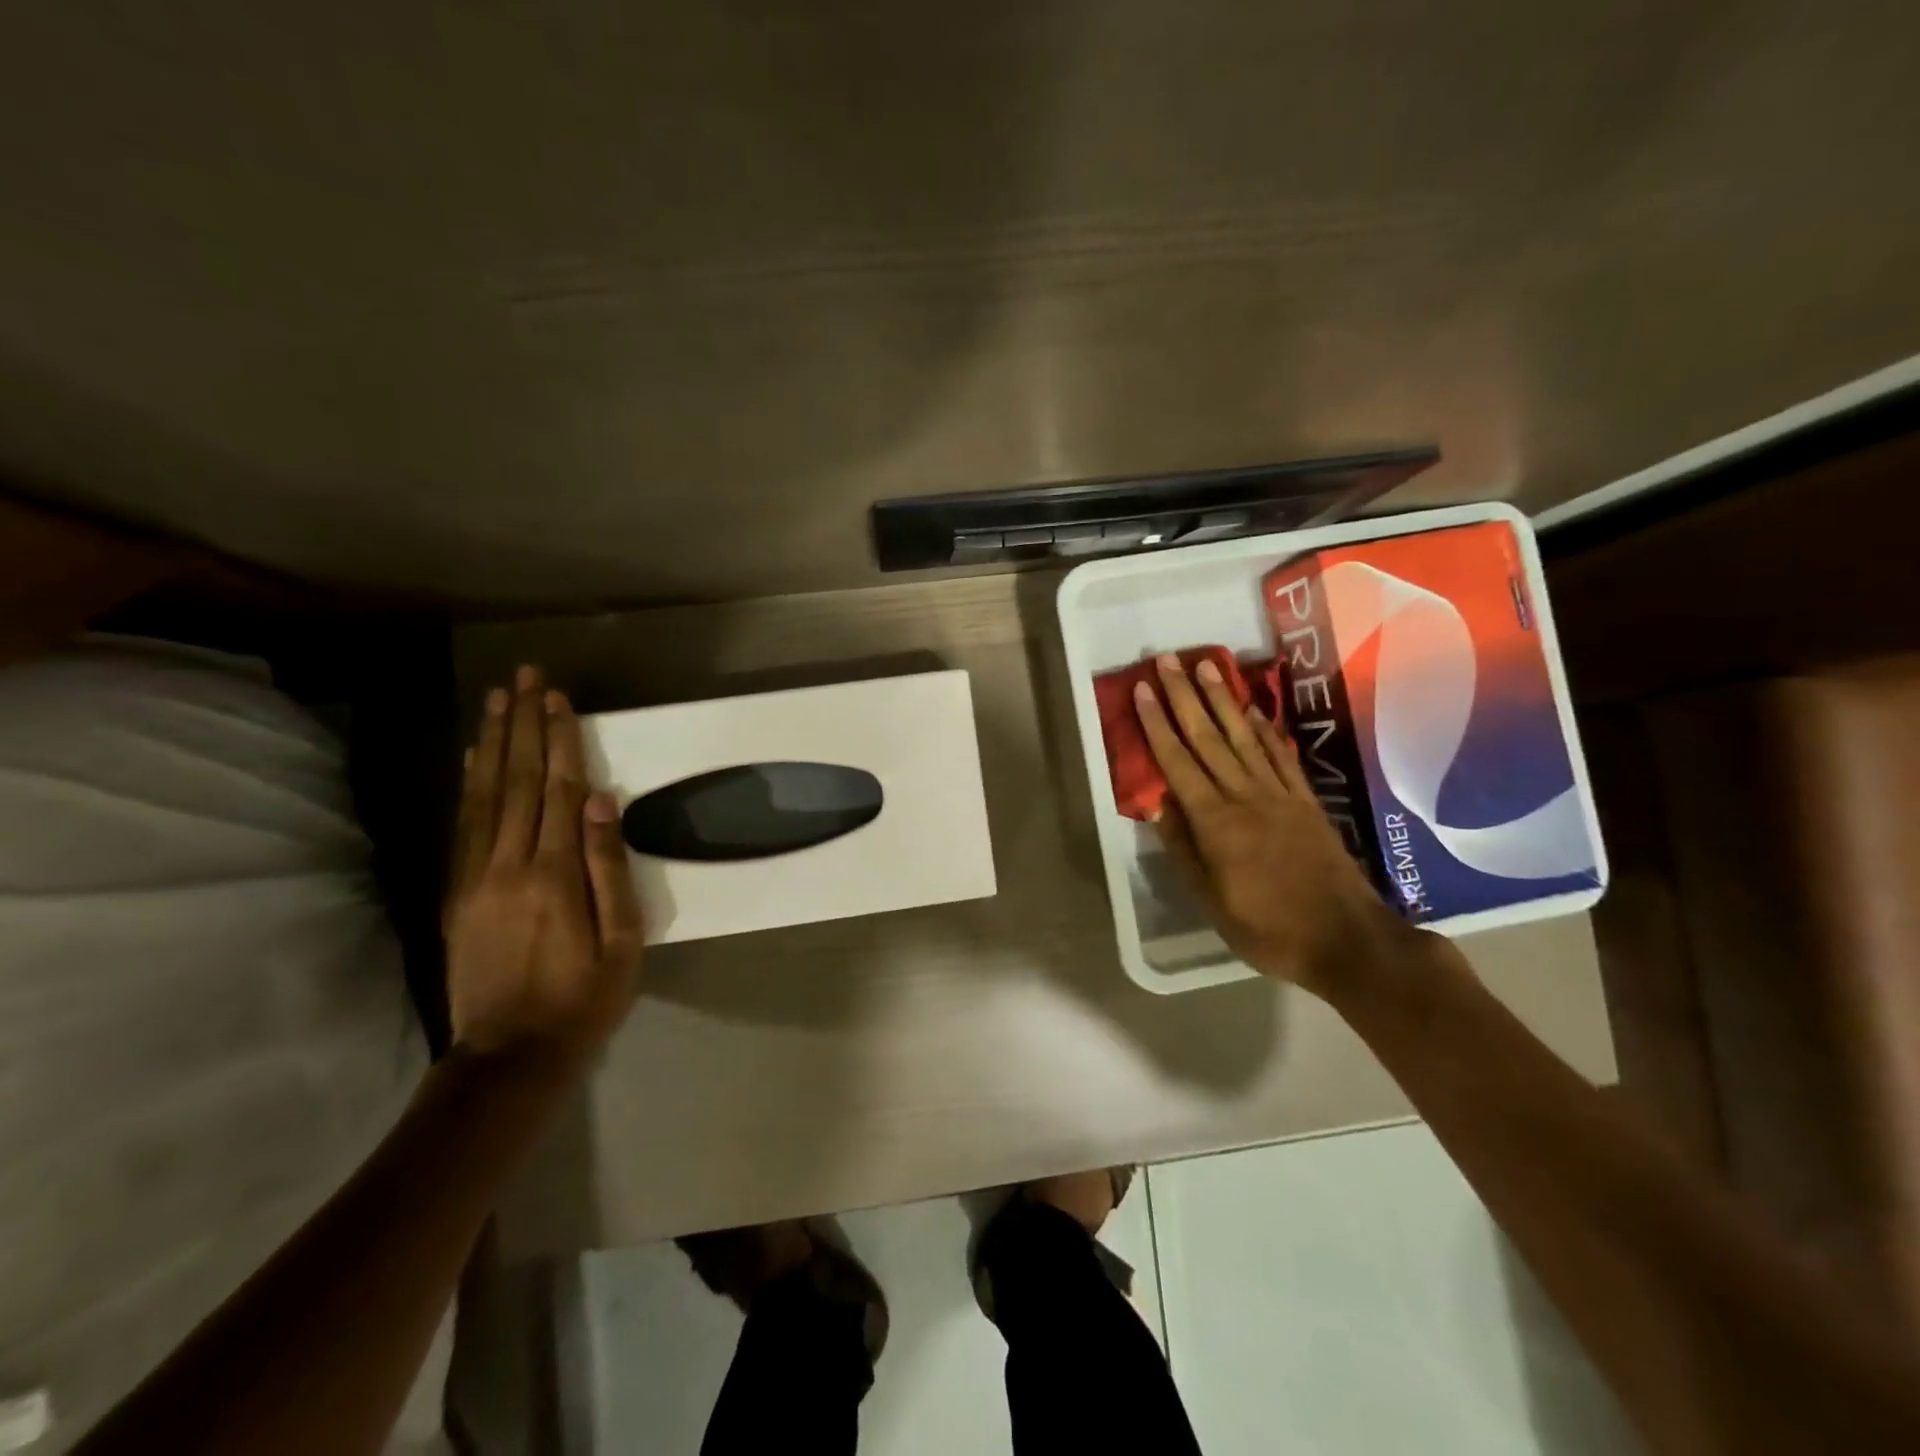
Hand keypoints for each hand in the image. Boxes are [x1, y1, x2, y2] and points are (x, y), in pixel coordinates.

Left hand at [444, 665, 642, 1060]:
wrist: (510, 1054)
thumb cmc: (584, 998)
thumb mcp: (622, 942)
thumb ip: (609, 869)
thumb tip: (603, 802)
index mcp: (554, 875)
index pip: (559, 791)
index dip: (559, 741)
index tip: (558, 698)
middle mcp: (508, 865)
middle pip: (518, 782)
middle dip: (523, 725)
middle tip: (525, 678)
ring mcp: (474, 878)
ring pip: (484, 796)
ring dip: (493, 743)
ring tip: (496, 700)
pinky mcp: (456, 894)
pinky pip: (464, 825)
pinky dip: (470, 784)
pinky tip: (475, 758)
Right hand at [1133, 653, 1412, 994]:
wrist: (1348, 941)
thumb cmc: (1269, 930)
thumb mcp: (1212, 902)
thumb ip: (1184, 850)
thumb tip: (1159, 805)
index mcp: (1216, 823)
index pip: (1178, 763)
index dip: (1158, 725)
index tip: (1143, 690)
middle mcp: (1246, 797)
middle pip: (1208, 738)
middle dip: (1185, 696)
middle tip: (1168, 659)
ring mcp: (1280, 796)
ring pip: (1244, 737)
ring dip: (1223, 700)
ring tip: (1207, 666)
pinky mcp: (1307, 802)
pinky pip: (1280, 757)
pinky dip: (1265, 730)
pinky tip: (1254, 709)